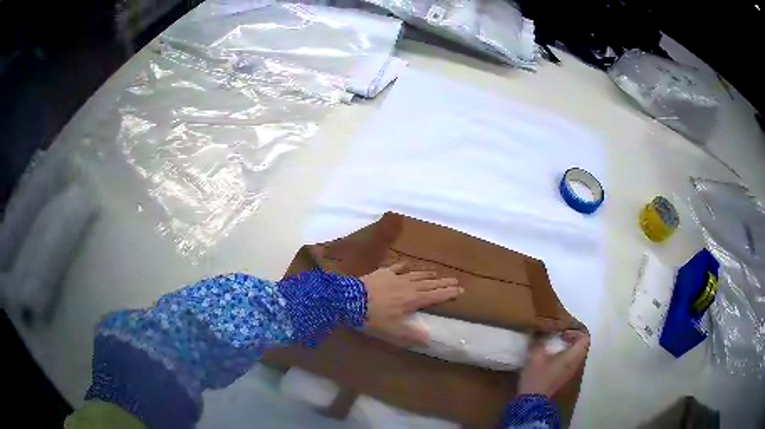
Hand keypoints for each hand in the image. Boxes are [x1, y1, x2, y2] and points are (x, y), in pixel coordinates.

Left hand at [361, 262, 461, 346]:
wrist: (351, 299)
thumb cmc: (373, 317)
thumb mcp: (393, 331)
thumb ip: (412, 335)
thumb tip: (429, 339)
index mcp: (413, 300)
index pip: (436, 296)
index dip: (449, 293)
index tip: (461, 290)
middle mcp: (408, 286)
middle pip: (430, 283)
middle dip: (444, 282)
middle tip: (455, 280)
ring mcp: (396, 277)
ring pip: (416, 274)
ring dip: (428, 274)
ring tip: (436, 273)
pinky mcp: (383, 272)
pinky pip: (397, 267)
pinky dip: (405, 266)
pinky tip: (408, 264)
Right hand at [518, 330, 589, 397]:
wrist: (532, 400)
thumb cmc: (537, 376)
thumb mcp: (535, 356)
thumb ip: (539, 341)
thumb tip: (540, 330)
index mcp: (573, 356)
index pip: (585, 338)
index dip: (576, 331)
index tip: (563, 332)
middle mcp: (576, 363)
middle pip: (582, 345)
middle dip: (572, 338)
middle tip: (559, 336)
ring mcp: (571, 371)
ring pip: (576, 354)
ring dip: (568, 347)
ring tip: (554, 345)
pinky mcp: (564, 376)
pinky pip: (571, 361)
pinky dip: (565, 355)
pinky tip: (551, 357)